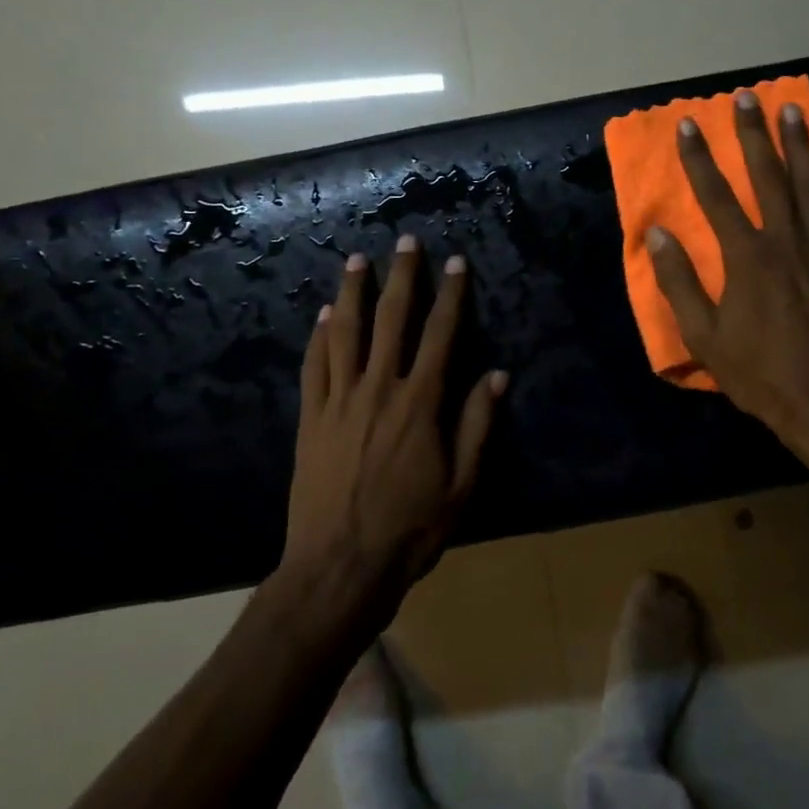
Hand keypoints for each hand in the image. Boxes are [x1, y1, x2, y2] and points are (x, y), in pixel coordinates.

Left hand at [283, 236, 506, 620]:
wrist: (339, 566)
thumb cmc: (410, 529)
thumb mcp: (461, 483)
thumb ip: (477, 425)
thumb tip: (497, 375)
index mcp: (420, 404)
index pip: (440, 335)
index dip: (450, 295)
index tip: (455, 263)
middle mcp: (378, 390)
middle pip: (391, 320)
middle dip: (401, 278)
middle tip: (405, 242)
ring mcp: (339, 402)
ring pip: (346, 333)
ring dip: (353, 293)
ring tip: (357, 261)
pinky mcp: (311, 419)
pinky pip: (314, 366)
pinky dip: (320, 336)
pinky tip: (325, 316)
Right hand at [647, 91, 808, 472]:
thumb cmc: (759, 373)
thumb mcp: (703, 335)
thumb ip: (679, 282)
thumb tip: (657, 234)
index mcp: (745, 257)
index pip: (715, 196)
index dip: (698, 159)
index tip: (688, 126)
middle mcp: (785, 241)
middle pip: (766, 178)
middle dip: (753, 136)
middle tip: (746, 99)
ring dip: (801, 146)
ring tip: (793, 111)